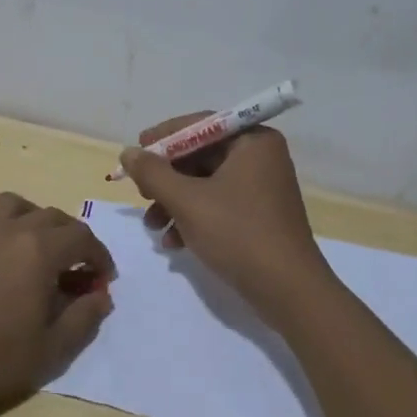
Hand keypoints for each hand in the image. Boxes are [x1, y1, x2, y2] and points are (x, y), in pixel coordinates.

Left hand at [0, 193, 114, 416]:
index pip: (82, 238)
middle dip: (70, 236)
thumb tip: (101, 296)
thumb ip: (83, 319)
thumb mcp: (49, 352)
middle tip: (72, 266)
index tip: (102, 279)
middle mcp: (7, 229)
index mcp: (39, 251)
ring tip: (30, 243)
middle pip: (50, 216)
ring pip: (8, 204)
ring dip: (27, 217)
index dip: (99, 256)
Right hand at [117, 115, 332, 311]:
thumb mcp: (187, 201)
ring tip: (153, 227)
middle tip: (142, 194)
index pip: (200, 125)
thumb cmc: (238, 233)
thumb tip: (128, 152)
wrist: (287, 290)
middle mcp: (260, 157)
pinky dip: (193, 218)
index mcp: (253, 141)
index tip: (135, 152)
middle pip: (201, 156)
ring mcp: (261, 188)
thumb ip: (153, 173)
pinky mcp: (259, 216)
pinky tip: (173, 243)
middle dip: (167, 179)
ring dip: (174, 203)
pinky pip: (218, 205)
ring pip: (205, 184)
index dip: (163, 138)